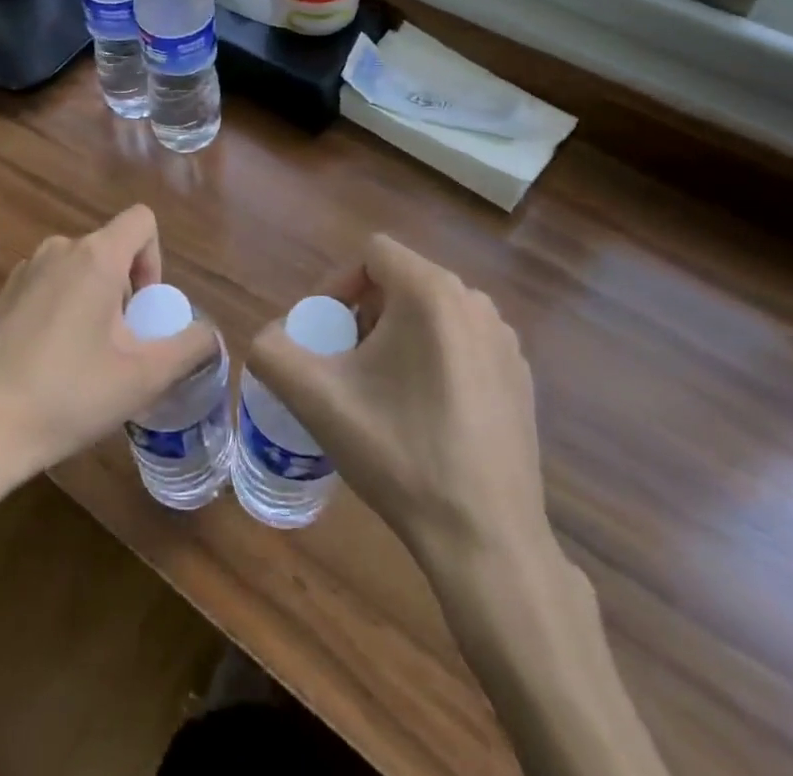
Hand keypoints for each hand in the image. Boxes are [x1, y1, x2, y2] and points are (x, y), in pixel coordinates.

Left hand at [0, 206, 216, 540]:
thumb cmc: (66, 396)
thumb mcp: (143, 378)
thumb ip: (189, 347)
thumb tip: (209, 335)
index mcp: (94, 256)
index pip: (142, 221)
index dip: (156, 260)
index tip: (144, 311)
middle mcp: (58, 250)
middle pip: (111, 250)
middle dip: (126, 292)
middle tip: (120, 348)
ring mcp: (23, 272)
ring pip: (79, 271)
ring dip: (95, 304)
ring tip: (86, 362)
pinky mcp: (0, 297)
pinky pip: (49, 288)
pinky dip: (63, 313)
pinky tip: (50, 367)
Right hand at [249, 235, 548, 567]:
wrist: (485, 539)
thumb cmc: (399, 455)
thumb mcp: (316, 400)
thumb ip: (273, 351)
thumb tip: (272, 337)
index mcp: (432, 292)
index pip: (372, 253)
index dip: (336, 283)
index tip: (323, 334)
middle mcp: (475, 301)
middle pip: (401, 281)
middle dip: (364, 313)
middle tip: (344, 364)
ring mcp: (504, 339)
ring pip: (432, 311)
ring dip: (397, 335)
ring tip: (380, 390)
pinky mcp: (520, 375)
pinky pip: (462, 342)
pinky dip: (434, 358)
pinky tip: (425, 414)